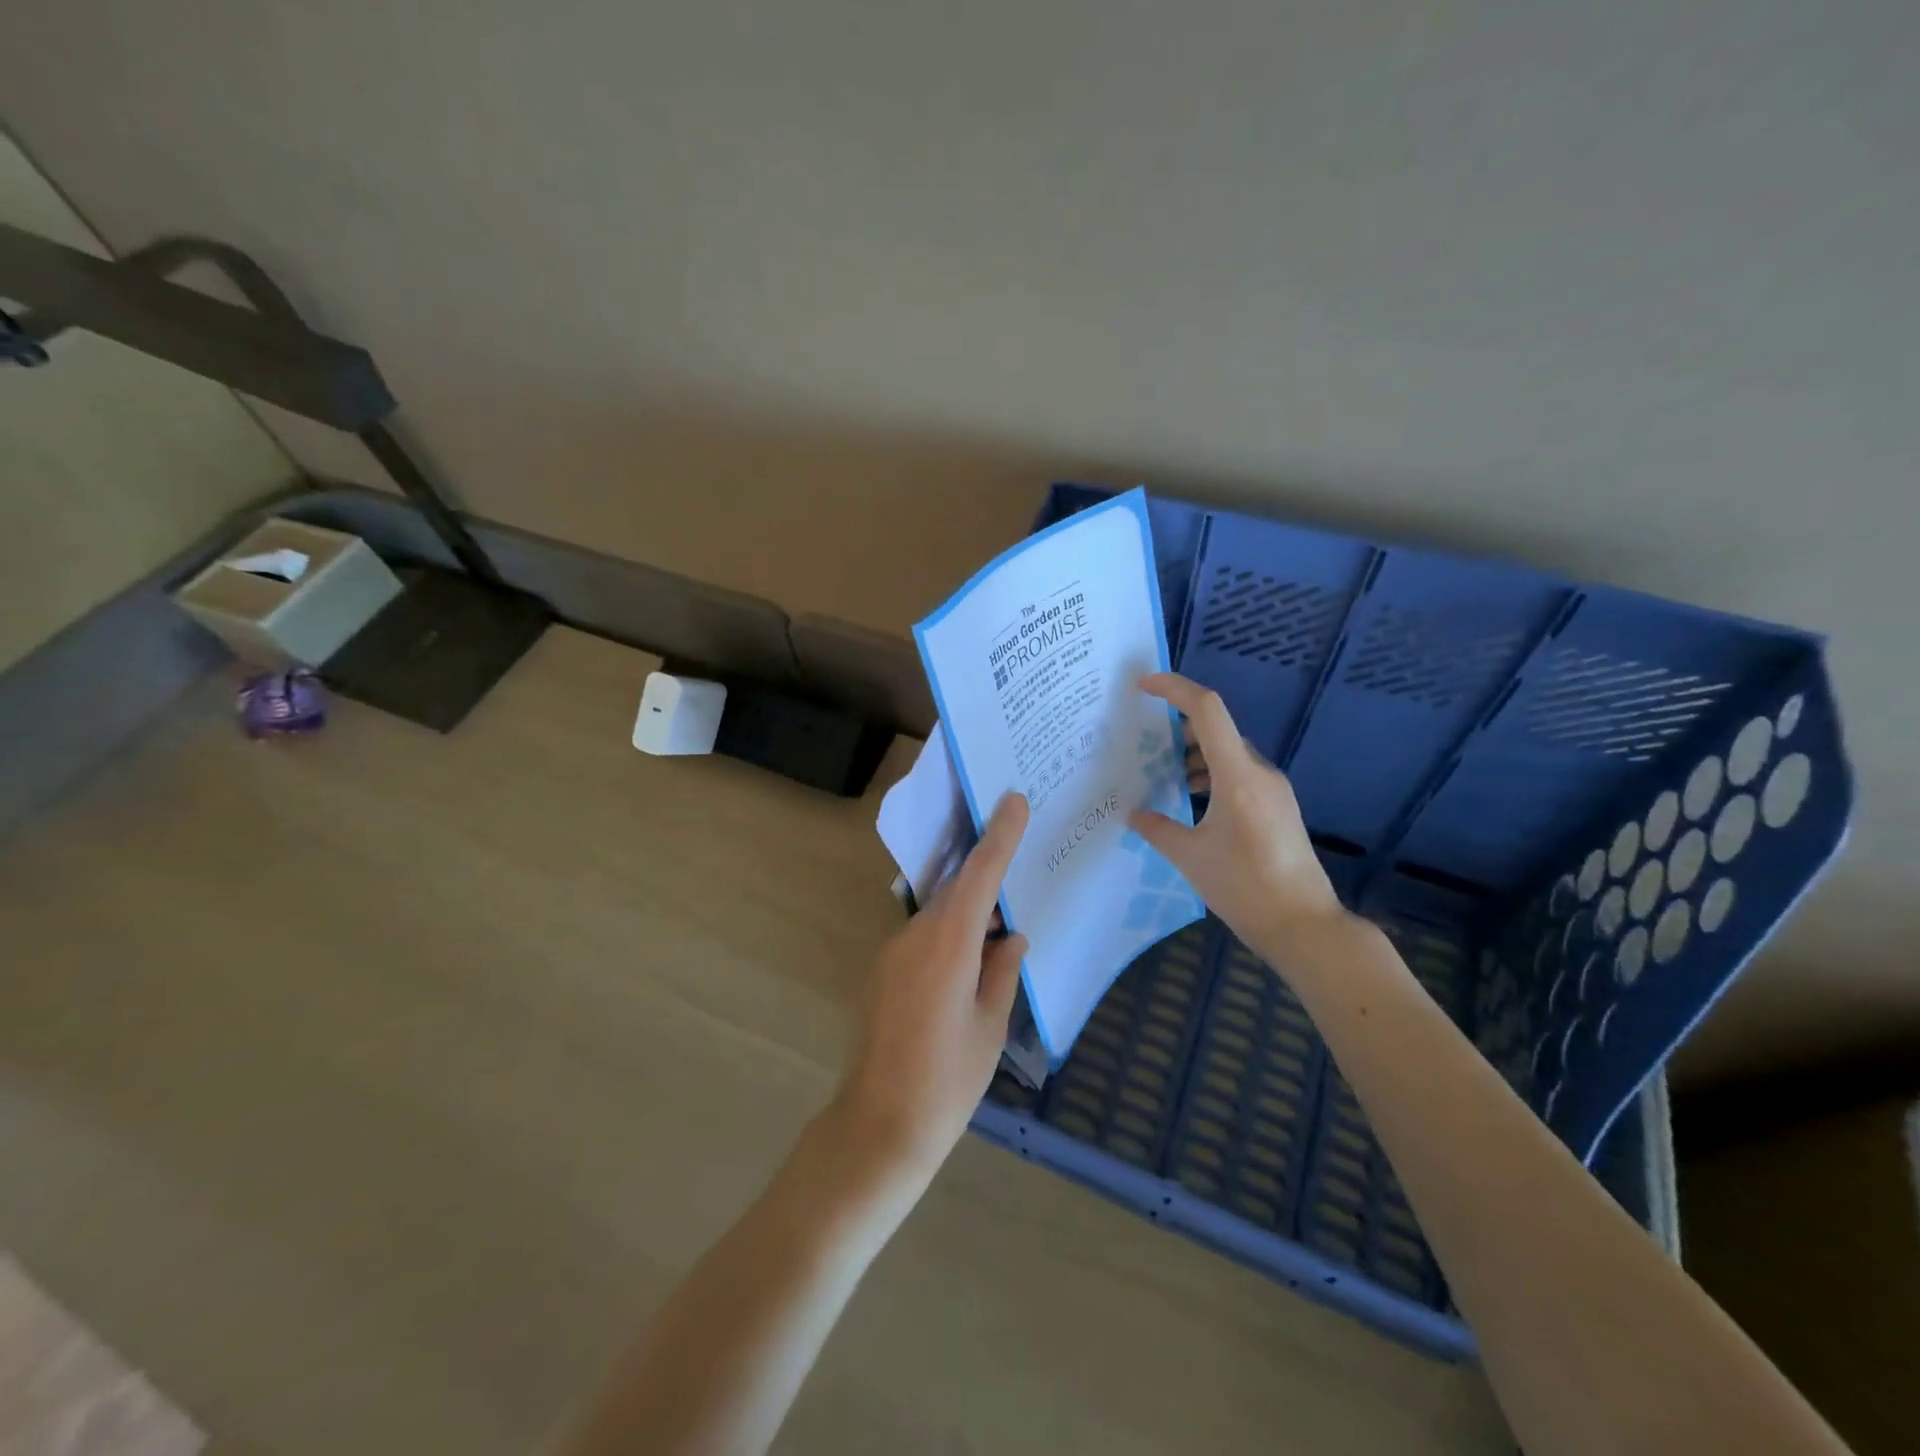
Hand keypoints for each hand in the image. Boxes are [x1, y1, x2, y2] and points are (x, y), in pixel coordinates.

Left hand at [831, 792, 1030, 1190]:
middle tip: (1018, 860)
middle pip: (955, 890)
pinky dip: (949, 936)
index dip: (998, 836)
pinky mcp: (881, 972)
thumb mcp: (990, 1028)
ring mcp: (891, 953)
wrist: (878, 1127)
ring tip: (1001, 924)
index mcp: (948, 946)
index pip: (978, 876)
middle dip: (985, 873)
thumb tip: (1011, 937)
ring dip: (968, 911)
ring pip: (938, 915)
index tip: (1013, 799)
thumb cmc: (947, 1081)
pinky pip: (922, 938)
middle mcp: (914, 937)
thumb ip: (1002, 972)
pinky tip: (969, 962)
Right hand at [1130, 673, 1339, 945]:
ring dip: (1196, 754)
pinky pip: (1241, 774)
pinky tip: (1194, 800)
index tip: (1142, 686)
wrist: (1304, 925)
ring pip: (1229, 752)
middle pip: (1217, 729)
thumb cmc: (1244, 887)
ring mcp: (1274, 789)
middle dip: (1178, 727)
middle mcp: (1259, 772)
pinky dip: (1213, 774)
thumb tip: (1134, 814)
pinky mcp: (1279, 807)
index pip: (1207, 710)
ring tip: (1164, 774)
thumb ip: (1157, 829)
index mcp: (1237, 776)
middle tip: (1144, 742)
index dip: (1174, 689)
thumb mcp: (1190, 857)